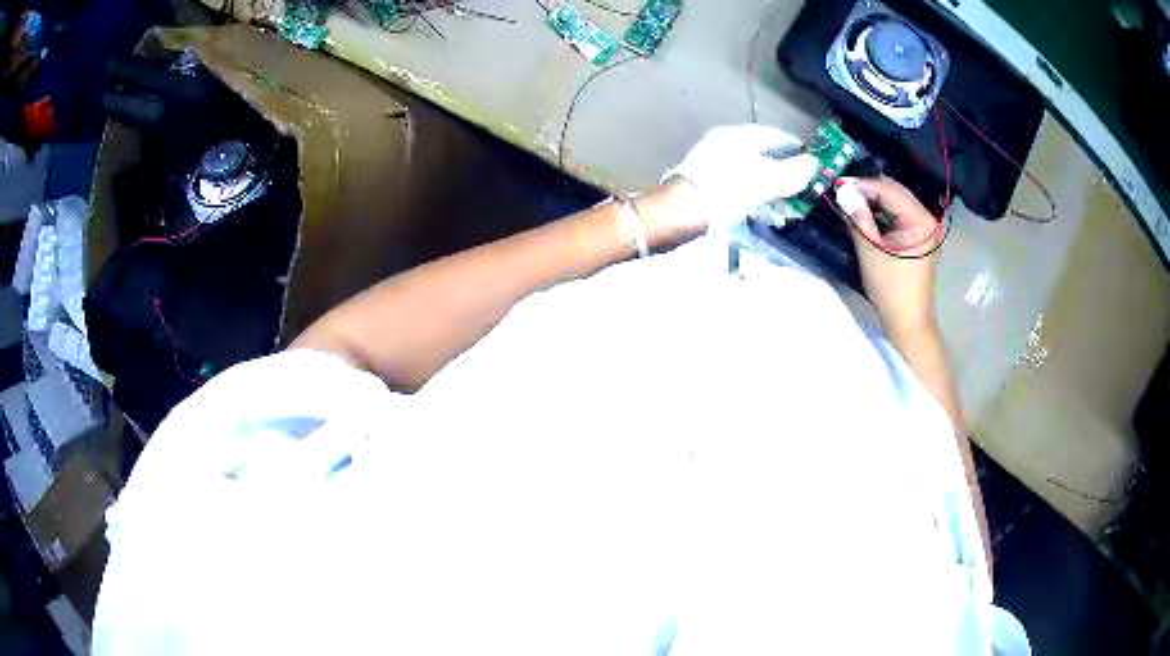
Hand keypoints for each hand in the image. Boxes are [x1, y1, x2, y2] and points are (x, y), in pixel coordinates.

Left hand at [660, 125, 818, 232]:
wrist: (680, 211)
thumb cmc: (728, 190)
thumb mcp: (768, 180)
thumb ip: (794, 171)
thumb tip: (813, 163)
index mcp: (738, 135)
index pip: (774, 135)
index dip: (795, 147)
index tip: (811, 158)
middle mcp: (722, 142)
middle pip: (761, 152)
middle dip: (782, 167)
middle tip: (799, 181)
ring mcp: (710, 161)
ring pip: (748, 169)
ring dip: (768, 183)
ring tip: (783, 199)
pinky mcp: (703, 182)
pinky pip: (736, 183)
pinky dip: (752, 192)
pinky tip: (759, 207)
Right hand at [835, 176, 942, 337]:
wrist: (908, 323)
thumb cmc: (891, 290)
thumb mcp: (871, 251)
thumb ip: (859, 217)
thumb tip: (843, 191)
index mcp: (921, 221)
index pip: (890, 191)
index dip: (864, 185)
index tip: (839, 184)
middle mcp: (928, 219)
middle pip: (896, 193)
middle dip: (870, 190)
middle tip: (843, 191)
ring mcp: (927, 229)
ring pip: (898, 203)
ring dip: (876, 200)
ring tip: (852, 200)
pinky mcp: (922, 238)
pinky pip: (901, 215)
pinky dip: (884, 213)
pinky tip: (868, 213)